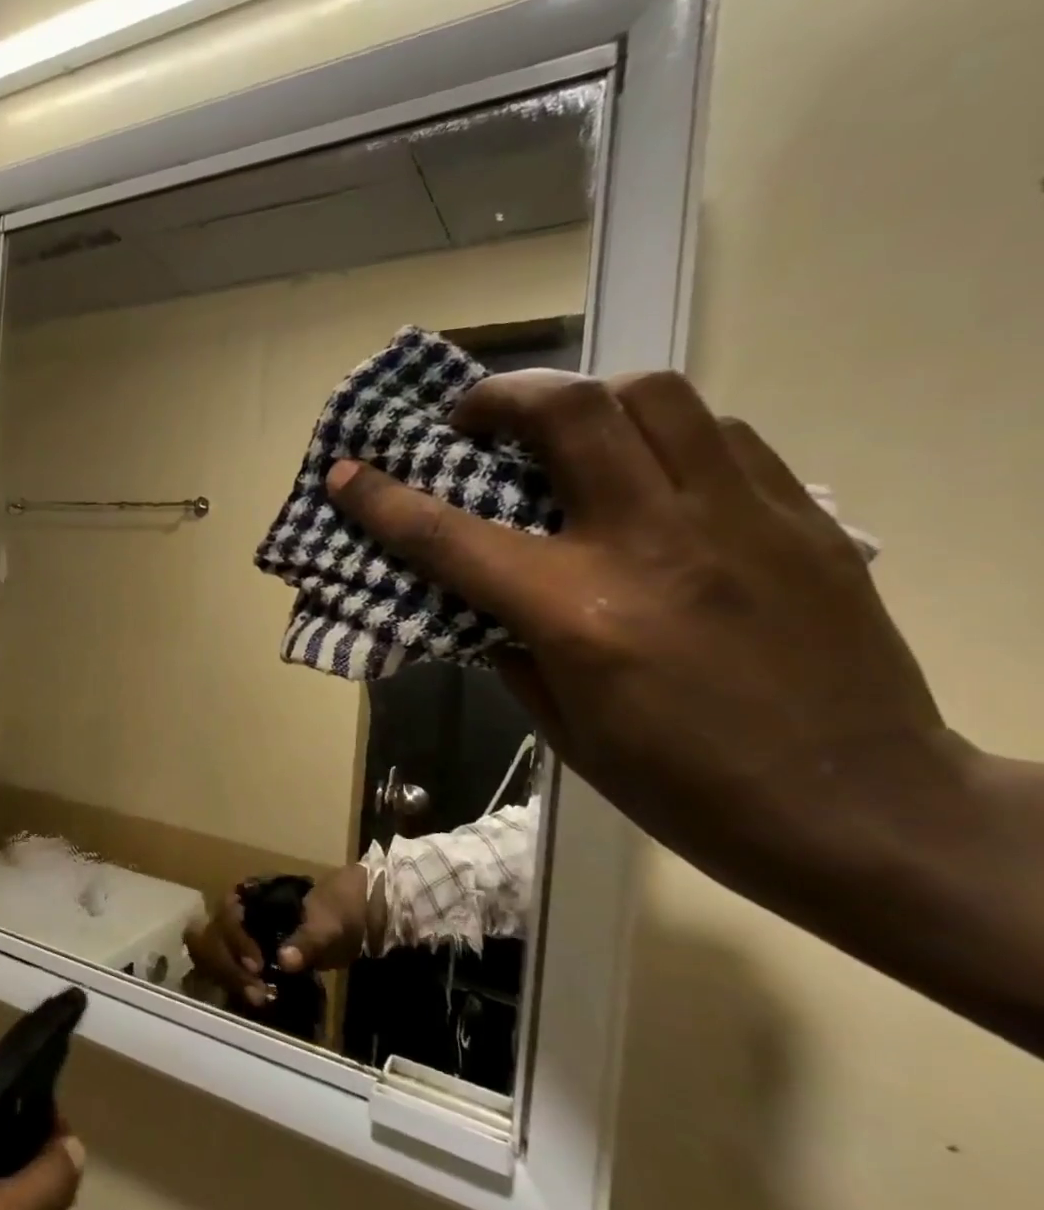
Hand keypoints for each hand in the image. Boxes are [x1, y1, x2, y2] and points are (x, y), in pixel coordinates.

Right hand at [184, 866, 370, 1005]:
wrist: (354, 919)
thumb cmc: (335, 911)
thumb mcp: (326, 922)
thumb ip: (307, 940)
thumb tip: (285, 961)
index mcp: (251, 895)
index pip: (227, 914)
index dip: (236, 939)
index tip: (257, 966)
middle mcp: (238, 915)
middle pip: (213, 937)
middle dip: (228, 966)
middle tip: (256, 992)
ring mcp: (242, 938)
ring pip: (216, 955)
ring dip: (230, 978)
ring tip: (258, 999)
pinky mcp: (250, 959)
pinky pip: (231, 971)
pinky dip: (238, 985)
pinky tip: (257, 1000)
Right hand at [324, 370, 1043, 1046]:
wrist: (864, 812)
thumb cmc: (684, 788)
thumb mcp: (564, 728)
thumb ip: (510, 646)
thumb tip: (476, 600)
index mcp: (578, 613)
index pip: (450, 536)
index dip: (382, 499)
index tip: (346, 473)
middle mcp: (652, 544)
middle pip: (569, 412)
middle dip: (500, 397)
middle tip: (473, 422)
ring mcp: (738, 520)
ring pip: (654, 398)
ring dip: (586, 401)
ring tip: (563, 436)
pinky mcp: (800, 518)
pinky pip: (720, 435)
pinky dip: (662, 435)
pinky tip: (649, 474)